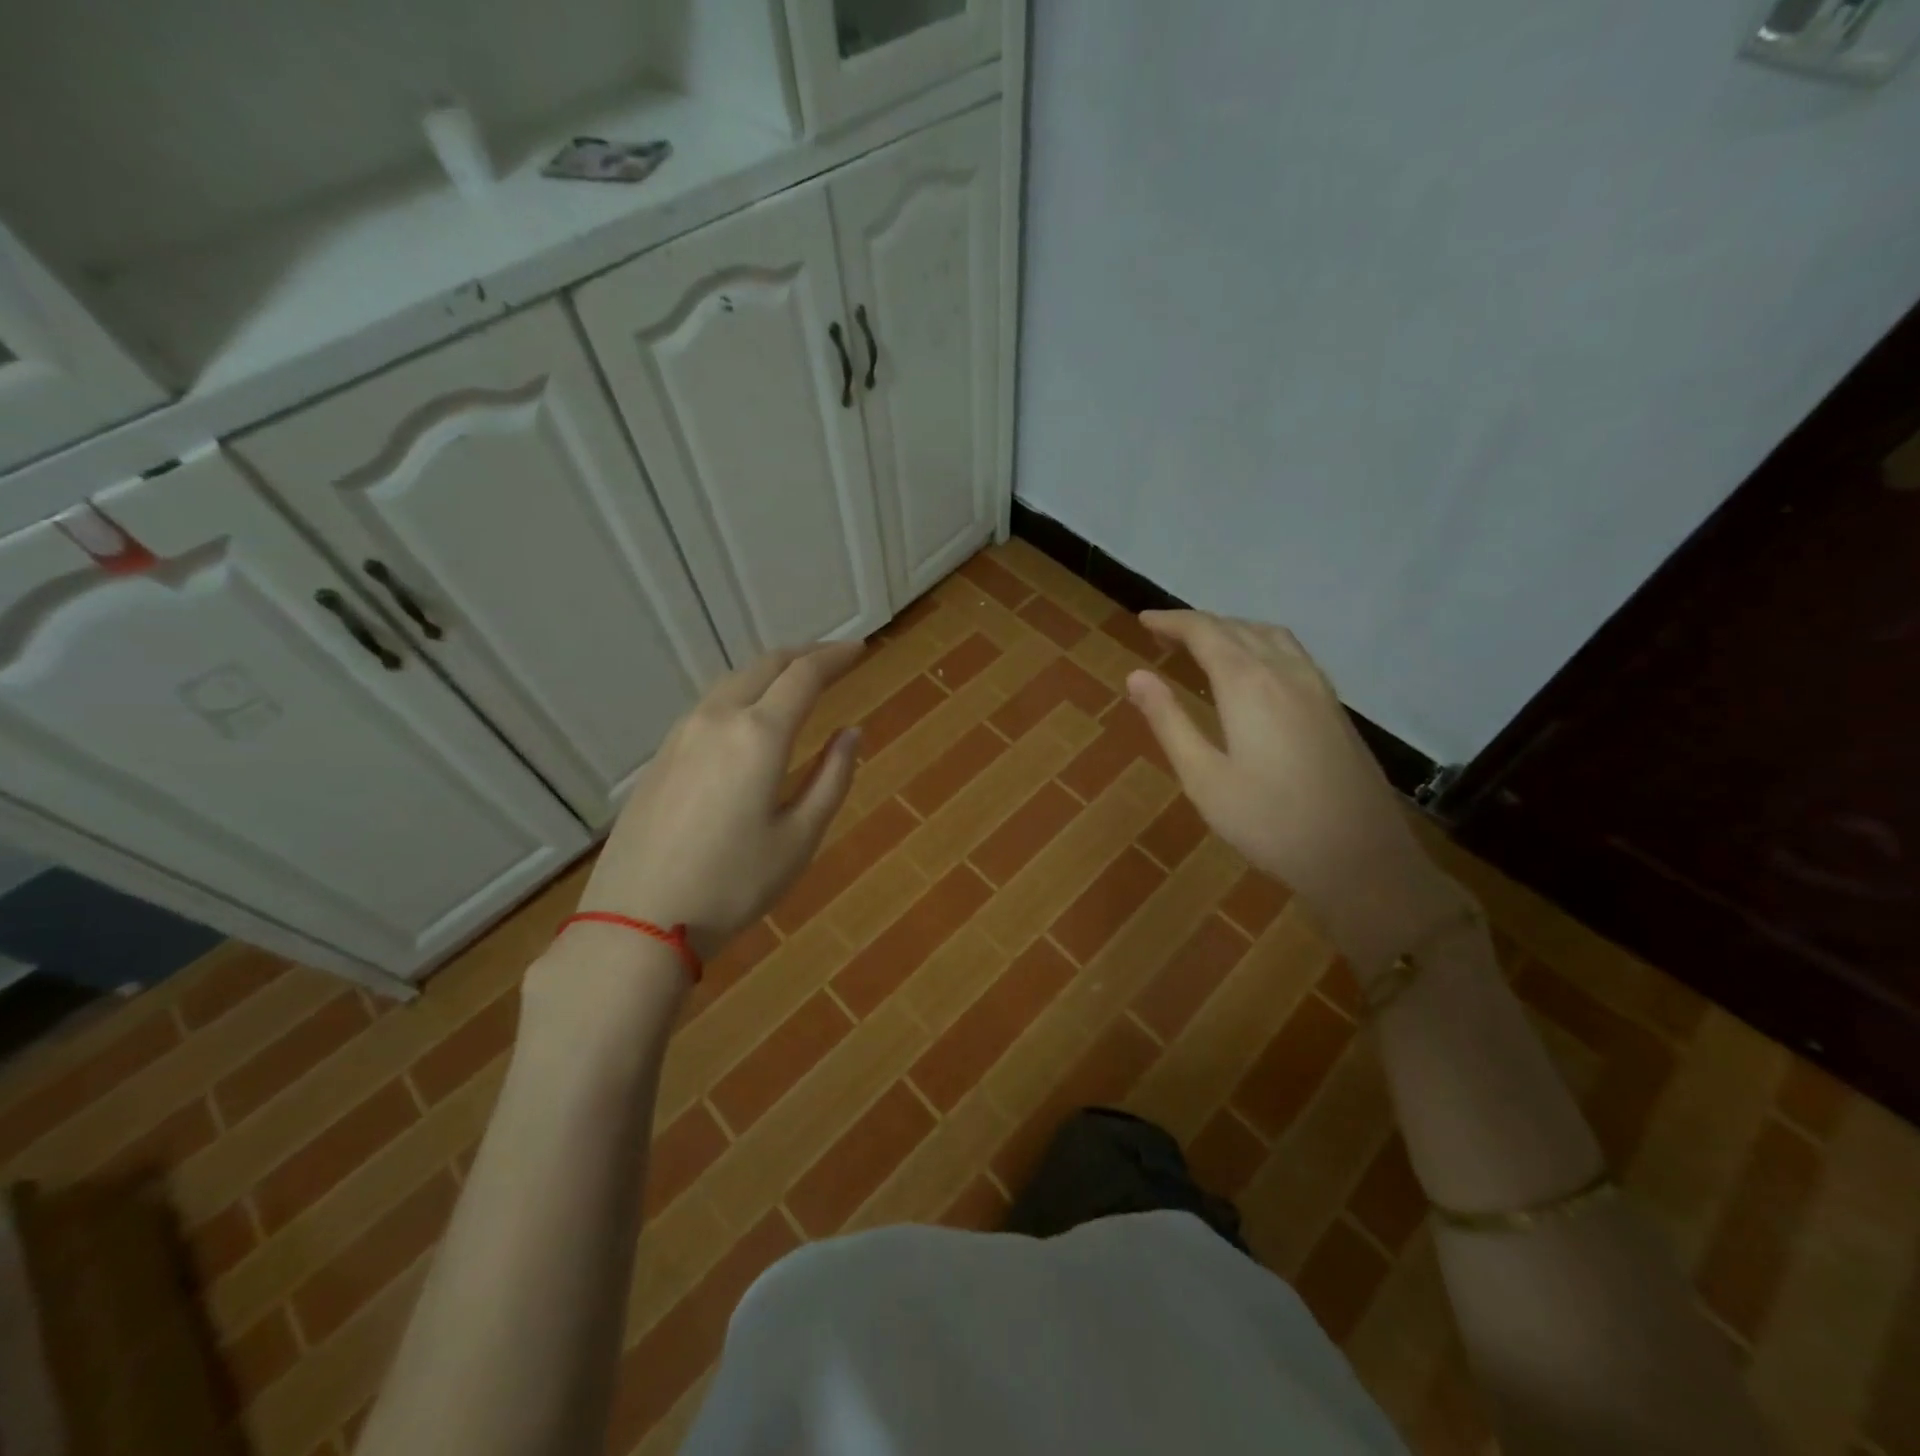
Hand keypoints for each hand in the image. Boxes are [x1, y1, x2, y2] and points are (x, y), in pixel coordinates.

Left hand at [573, 642, 865, 961]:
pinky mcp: (660, 756)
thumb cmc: (733, 884)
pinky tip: (748, 717)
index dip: (836, 657)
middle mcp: (717, 720)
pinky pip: (709, 706)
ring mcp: (681, 735)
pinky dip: (741, 694)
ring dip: (769, 672)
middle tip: (833, 659)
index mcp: (759, 735)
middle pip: (765, 666)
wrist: (638, 920)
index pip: (804, 676)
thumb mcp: (800, 838)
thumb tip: (851, 733)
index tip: (860, 650)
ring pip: (732, 682)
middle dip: (803, 655)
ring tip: (795, 682)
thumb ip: (832, 778)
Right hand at [1127, 611, 1461, 975]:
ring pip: (1271, 636)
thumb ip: (1169, 721)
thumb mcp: (1203, 777)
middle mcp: (1285, 672)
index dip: (1171, 621)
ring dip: (1233, 630)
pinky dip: (1261, 644)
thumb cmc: (1269, 822)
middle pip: (1237, 628)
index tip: (1142, 620)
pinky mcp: (1334, 707)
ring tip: (1205, 646)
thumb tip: (1136, 676)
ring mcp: (1317, 688)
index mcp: (1248, 684)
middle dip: (1197, 624)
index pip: (1205, 632)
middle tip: (1163, 634)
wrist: (1359, 857)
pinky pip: (1292, 654)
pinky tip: (1255, 671)